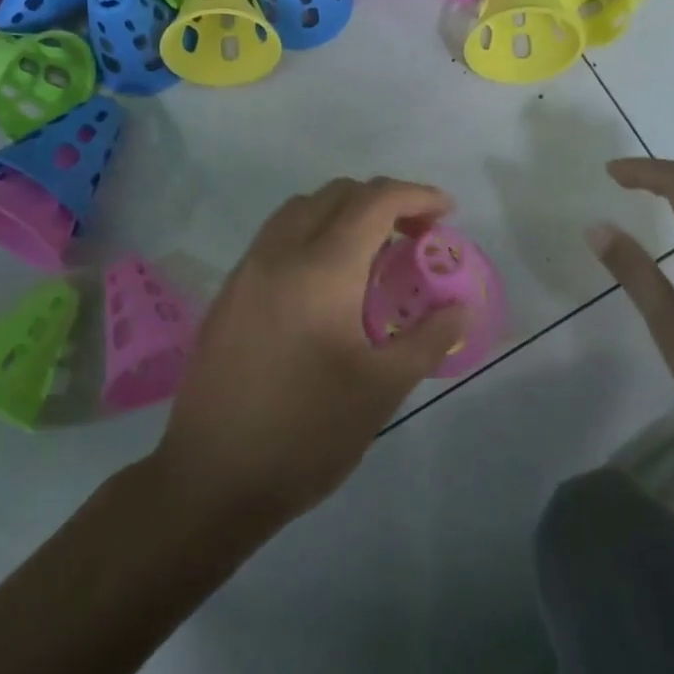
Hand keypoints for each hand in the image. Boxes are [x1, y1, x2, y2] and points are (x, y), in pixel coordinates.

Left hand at [154, 177, 470, 527]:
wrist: (212, 478)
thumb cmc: (307, 434)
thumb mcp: (382, 389)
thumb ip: (428, 338)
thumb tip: (461, 309)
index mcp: (321, 269)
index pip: (374, 201)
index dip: (417, 195)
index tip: (448, 212)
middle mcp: (278, 254)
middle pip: (335, 194)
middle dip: (382, 201)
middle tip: (415, 236)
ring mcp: (246, 271)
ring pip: (299, 211)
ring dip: (342, 214)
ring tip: (373, 256)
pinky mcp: (228, 294)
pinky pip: (275, 239)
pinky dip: (311, 236)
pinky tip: (327, 284)